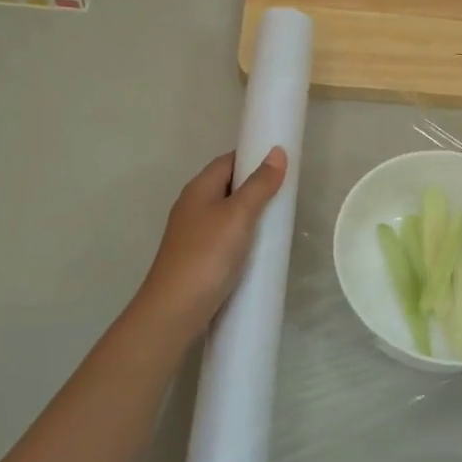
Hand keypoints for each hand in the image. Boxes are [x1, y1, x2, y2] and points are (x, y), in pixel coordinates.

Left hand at [137, 148, 288, 332]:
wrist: (175, 309)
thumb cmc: (207, 254)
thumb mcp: (238, 215)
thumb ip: (259, 185)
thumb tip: (277, 152)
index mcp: (198, 188)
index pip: (228, 161)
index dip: (253, 157)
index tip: (281, 164)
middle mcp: (193, 206)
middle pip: (227, 186)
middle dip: (255, 188)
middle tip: (286, 196)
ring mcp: (193, 234)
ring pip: (227, 214)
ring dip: (251, 215)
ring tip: (279, 222)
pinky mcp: (198, 258)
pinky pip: (225, 237)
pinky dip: (243, 237)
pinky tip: (259, 250)